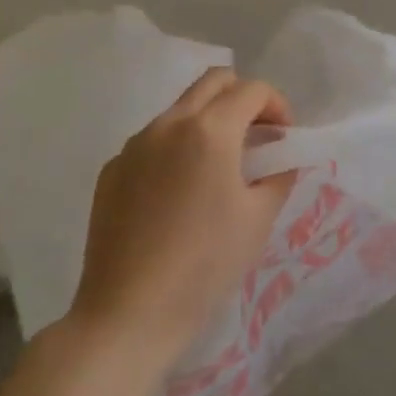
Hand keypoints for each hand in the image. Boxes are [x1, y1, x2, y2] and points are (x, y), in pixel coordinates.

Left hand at [68, 69, 296, 363]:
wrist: (128, 313)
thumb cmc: (205, 265)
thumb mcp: (259, 218)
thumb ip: (278, 174)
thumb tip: (280, 157)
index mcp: (209, 129)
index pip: (252, 90)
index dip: (278, 106)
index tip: (283, 139)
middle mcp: (169, 123)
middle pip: (214, 81)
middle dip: (242, 98)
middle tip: (256, 136)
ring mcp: (134, 145)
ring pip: (181, 109)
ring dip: (208, 121)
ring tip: (218, 168)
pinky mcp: (112, 170)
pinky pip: (153, 141)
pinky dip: (176, 148)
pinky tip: (178, 195)